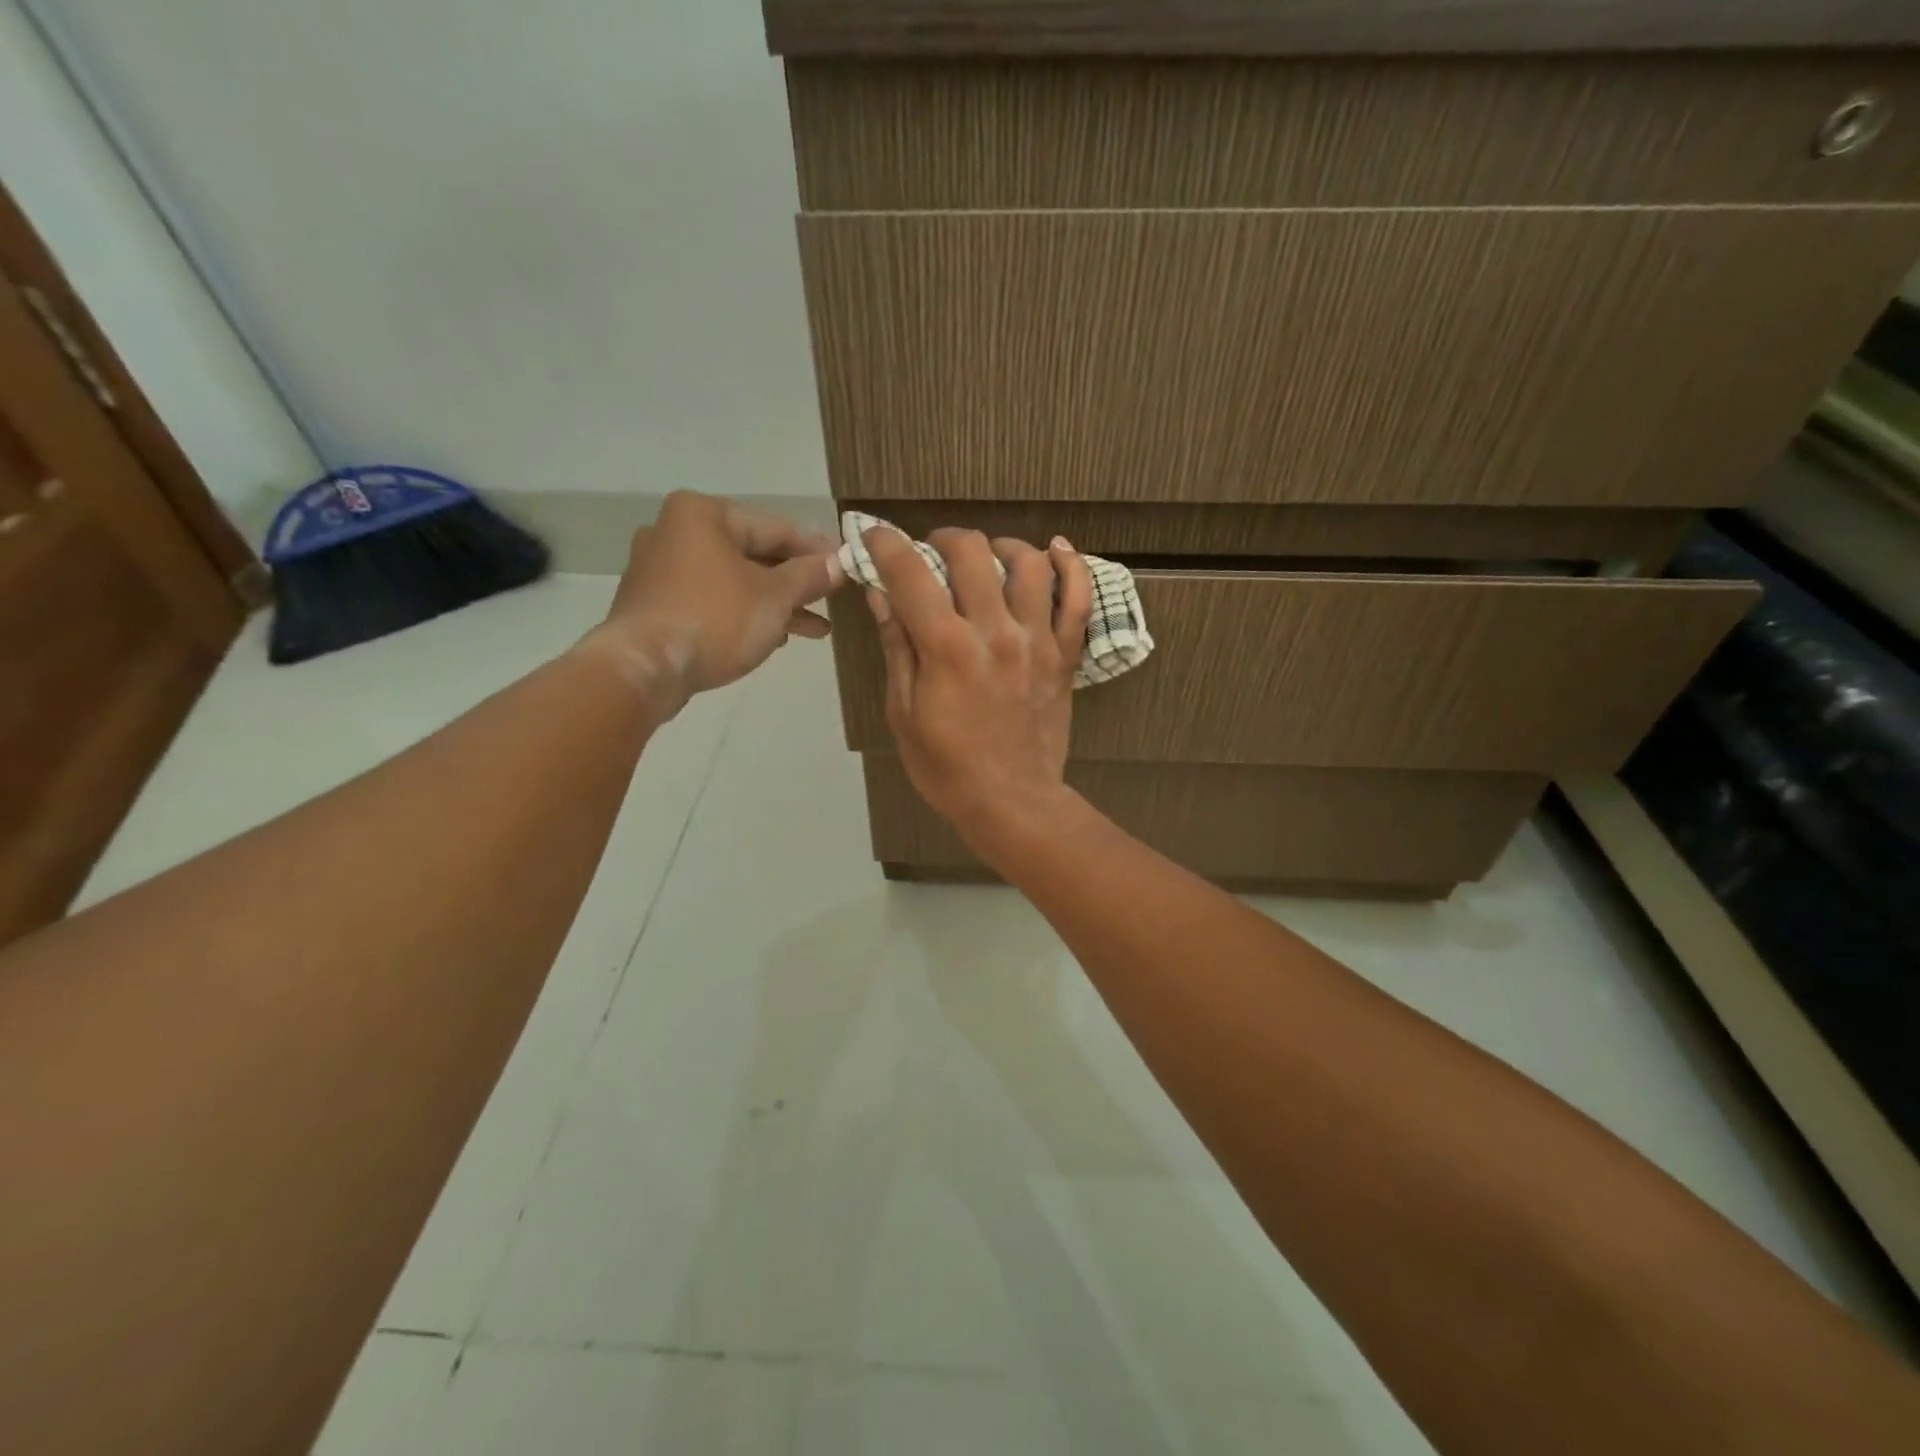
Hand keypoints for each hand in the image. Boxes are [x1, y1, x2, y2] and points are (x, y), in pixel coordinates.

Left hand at [582, 491, 843, 712]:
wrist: (644, 668)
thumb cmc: (715, 620)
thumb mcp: (775, 597)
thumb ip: (810, 576)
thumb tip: (839, 562)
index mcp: (703, 515)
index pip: (775, 528)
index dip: (816, 550)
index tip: (846, 565)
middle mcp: (676, 531)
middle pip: (753, 554)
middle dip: (795, 582)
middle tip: (831, 599)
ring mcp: (661, 569)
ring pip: (734, 581)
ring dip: (775, 604)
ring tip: (815, 629)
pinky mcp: (655, 603)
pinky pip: (712, 600)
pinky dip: (743, 614)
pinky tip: (772, 637)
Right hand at [864, 525, 1091, 854]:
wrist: (1011, 801)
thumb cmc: (946, 766)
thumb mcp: (904, 711)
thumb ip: (897, 646)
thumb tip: (881, 594)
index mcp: (947, 648)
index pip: (911, 573)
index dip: (887, 543)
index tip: (876, 535)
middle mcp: (995, 632)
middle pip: (972, 552)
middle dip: (944, 539)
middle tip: (933, 552)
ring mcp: (1037, 640)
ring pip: (1029, 563)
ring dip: (1002, 547)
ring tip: (988, 557)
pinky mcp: (1065, 655)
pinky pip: (1079, 599)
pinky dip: (1071, 567)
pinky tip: (1055, 551)